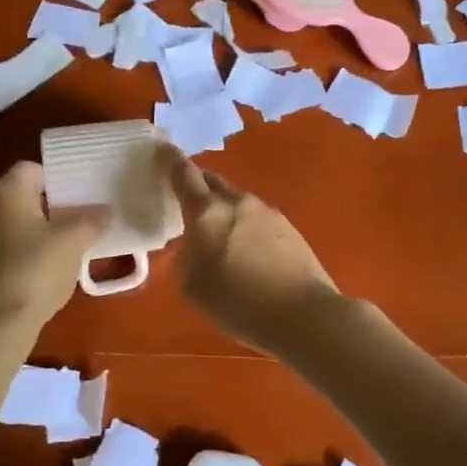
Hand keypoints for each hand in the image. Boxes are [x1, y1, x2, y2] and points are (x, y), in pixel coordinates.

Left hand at [0, 163, 107, 329]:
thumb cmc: (36, 269)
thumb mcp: (74, 241)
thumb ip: (92, 220)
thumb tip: (106, 211)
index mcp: (6, 191)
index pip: (33, 168)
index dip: (58, 178)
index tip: (81, 194)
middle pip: (24, 194)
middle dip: (52, 203)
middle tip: (81, 214)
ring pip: (16, 219)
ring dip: (40, 226)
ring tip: (70, 240)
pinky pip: (9, 242)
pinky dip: (28, 246)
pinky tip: (50, 263)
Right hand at [157, 146, 338, 354]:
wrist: (304, 315)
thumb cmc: (240, 305)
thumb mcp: (194, 288)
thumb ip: (186, 259)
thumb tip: (195, 246)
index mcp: (207, 213)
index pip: (184, 175)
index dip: (170, 161)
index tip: (162, 150)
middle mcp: (238, 202)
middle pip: (212, 182)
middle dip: (196, 185)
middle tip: (184, 198)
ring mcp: (267, 212)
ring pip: (235, 201)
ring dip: (222, 210)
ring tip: (217, 235)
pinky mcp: (288, 227)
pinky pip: (255, 218)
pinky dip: (244, 226)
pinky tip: (246, 251)